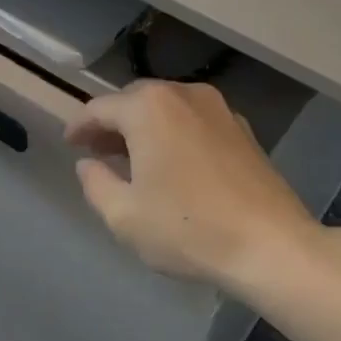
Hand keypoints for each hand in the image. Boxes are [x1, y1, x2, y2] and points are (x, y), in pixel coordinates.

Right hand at [65, 81, 318, 286]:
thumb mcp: (124, 216)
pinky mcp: (243, 129)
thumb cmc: (188, 229)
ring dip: (145, 127)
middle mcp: (184, 94)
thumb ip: (95, 183)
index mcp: (149, 108)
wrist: (271, 245)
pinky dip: (175, 133)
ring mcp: (219, 109)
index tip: (70, 144)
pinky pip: (194, 121)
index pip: (100, 108)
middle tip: (97, 150)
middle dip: (113, 123)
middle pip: (136, 100)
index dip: (80, 126)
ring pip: (168, 108)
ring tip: (132, 157)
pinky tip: (173, 163)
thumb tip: (88, 164)